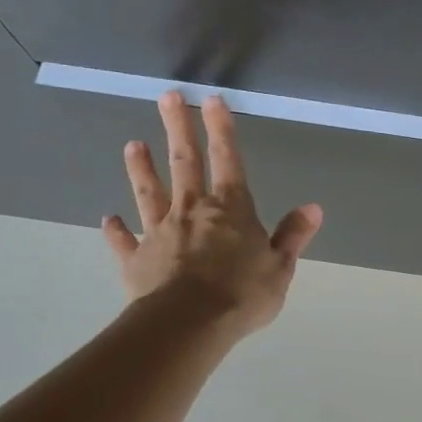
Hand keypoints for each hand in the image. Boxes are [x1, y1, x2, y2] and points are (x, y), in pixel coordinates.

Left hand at [101, 92, 322, 335]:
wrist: (188, 324)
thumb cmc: (242, 294)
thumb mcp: (280, 266)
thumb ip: (292, 235)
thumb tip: (313, 208)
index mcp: (231, 209)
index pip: (228, 159)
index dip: (221, 128)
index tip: (211, 99)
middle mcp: (192, 210)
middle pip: (184, 162)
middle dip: (178, 128)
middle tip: (167, 97)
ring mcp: (160, 232)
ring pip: (149, 193)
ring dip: (141, 168)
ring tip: (133, 144)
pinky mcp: (136, 259)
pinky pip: (124, 241)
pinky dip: (116, 230)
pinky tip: (107, 219)